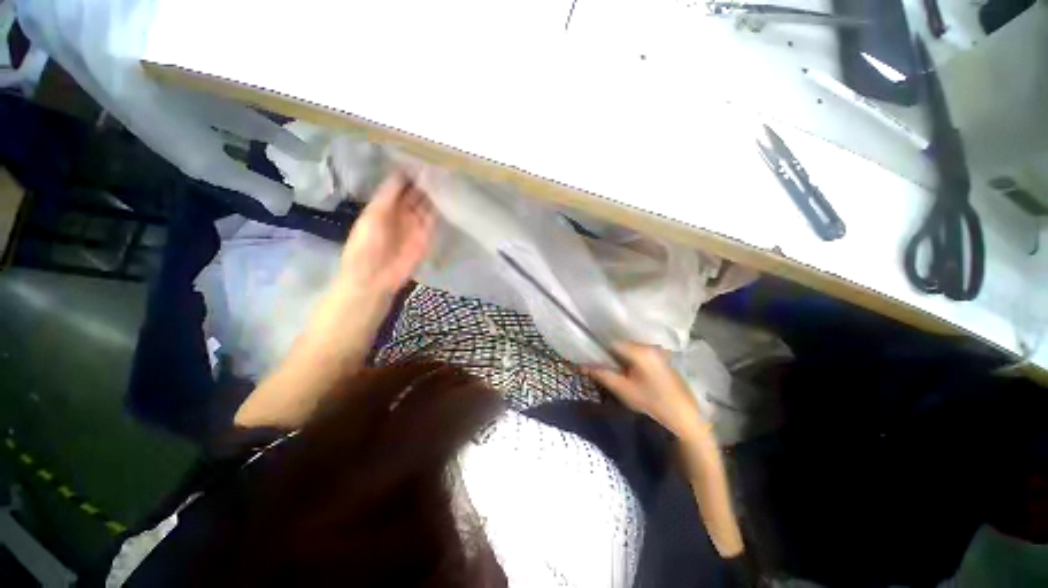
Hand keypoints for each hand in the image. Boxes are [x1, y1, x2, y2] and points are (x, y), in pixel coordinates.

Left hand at [340, 172, 436, 294]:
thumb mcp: (374, 215)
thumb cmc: (367, 244)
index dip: (408, 173)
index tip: (421, 158)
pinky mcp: (425, 236)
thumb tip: (402, 172)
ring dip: (433, 195)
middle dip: (424, 182)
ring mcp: (414, 225)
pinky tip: (446, 198)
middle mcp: (400, 212)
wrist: (375, 276)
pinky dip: (438, 210)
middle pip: (414, 193)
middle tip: (438, 165)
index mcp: (383, 205)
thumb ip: (388, 195)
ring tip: (445, 178)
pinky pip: (433, 220)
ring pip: (425, 205)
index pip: (398, 185)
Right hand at [586, 342, 707, 438]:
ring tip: (619, 373)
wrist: (684, 418)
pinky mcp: (664, 360)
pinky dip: (634, 361)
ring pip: (632, 350)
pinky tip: (633, 375)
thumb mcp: (622, 389)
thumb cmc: (651, 402)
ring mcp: (659, 352)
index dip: (602, 351)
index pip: (613, 342)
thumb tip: (582, 365)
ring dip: (623, 359)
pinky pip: (642, 355)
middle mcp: (650, 346)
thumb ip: (601, 374)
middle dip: (612, 355)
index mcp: (640, 350)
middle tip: (606, 369)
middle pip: (623, 345)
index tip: (596, 361)